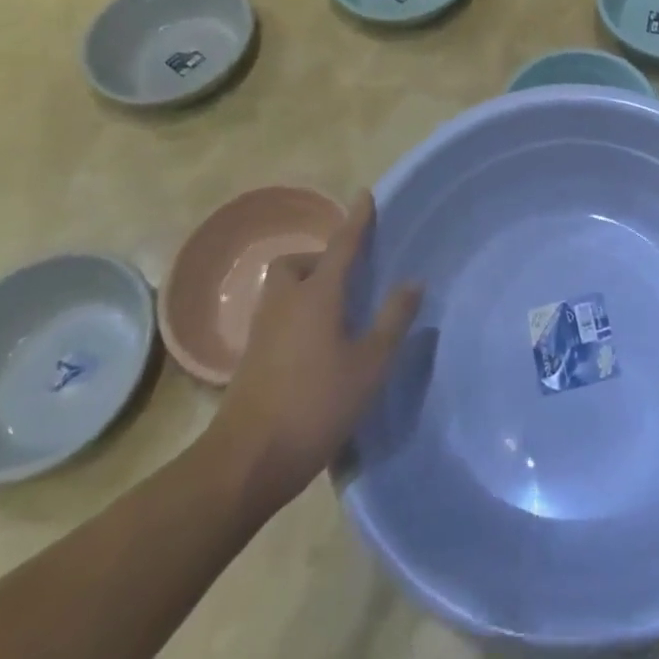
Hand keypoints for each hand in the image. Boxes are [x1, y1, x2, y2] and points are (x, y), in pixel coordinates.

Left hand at [200, 192, 421, 515]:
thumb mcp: (369, 365)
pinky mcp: (251, 358)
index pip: (342, 245)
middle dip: (320, 259)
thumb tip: (412, 282)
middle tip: (347, 277)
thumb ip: (392, 320)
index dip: (357, 220)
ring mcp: (263, 330)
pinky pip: (277, 316)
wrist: (245, 462)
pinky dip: (296, 314)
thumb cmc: (315, 405)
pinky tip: (315, 344)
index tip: (366, 195)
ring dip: (306, 287)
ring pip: (283, 290)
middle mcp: (285, 302)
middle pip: (297, 263)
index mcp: (317, 295)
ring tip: (335, 312)